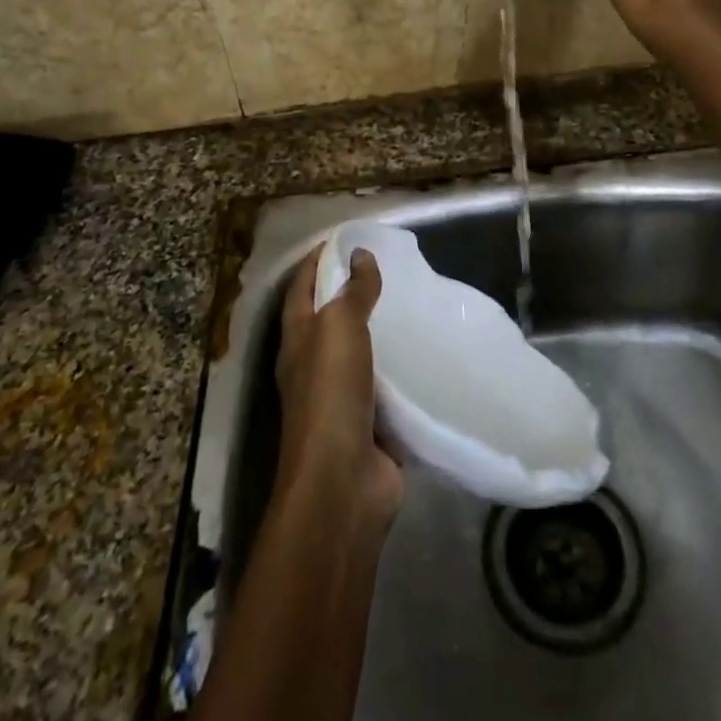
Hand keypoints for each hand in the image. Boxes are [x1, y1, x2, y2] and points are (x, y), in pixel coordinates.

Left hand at [275, 249, 402, 531]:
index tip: (346, 237)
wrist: (343, 482)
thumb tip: (361, 254)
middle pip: (329, 318)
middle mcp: (312, 365)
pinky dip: (400, 367)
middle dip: (351, 291)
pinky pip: (385, 385)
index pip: (301, 287)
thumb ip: (353, 292)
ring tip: (410, 301)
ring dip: (378, 329)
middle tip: (388, 265)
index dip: (317, 259)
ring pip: (359, 351)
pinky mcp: (369, 423)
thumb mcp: (340, 328)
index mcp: (297, 339)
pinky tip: (424, 352)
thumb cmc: (331, 394)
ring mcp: (340, 397)